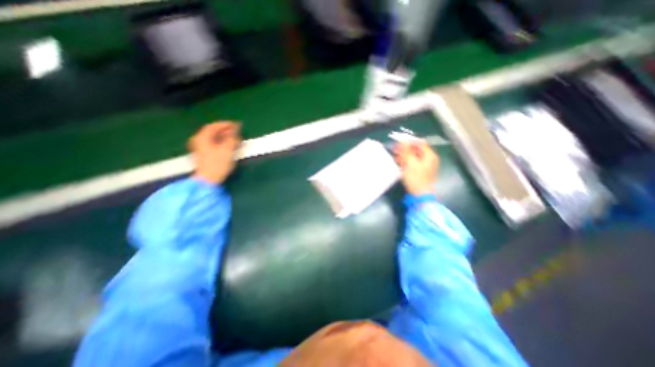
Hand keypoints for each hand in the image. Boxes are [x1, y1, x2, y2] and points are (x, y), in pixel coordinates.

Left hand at [189, 123, 240, 184]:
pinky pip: (214, 145)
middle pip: (213, 132)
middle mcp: (199, 141)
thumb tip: (236, 129)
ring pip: (214, 139)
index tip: (236, 125)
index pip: (213, 126)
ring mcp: (200, 149)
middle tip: (237, 131)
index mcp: (202, 137)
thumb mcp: (227, 149)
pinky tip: (229, 146)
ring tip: (235, 139)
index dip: (225, 124)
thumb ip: (232, 138)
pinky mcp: (204, 156)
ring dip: (225, 137)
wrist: (209, 180)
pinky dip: (222, 143)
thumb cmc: (218, 163)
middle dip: (226, 131)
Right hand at [394, 140, 439, 195]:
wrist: (419, 194)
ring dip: (404, 155)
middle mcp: (429, 159)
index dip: (409, 141)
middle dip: (405, 149)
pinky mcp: (420, 171)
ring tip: (395, 157)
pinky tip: (399, 163)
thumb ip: (406, 150)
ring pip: (414, 156)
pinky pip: (413, 162)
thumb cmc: (415, 178)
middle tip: (395, 149)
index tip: (398, 141)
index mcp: (429, 155)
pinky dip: (406, 161)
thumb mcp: (410, 163)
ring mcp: (425, 165)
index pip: (420, 142)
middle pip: (416, 149)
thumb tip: (403, 140)